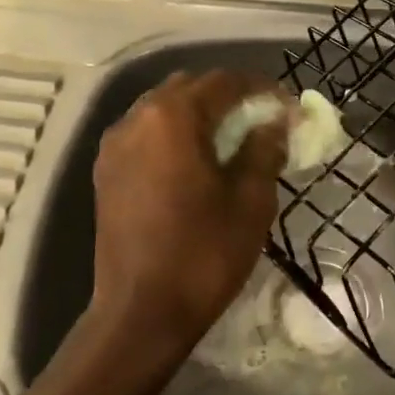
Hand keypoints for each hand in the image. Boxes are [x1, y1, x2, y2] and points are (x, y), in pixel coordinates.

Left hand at [89, 68, 289, 354]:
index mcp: (173, 117)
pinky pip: (145, 133)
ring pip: (163, 108)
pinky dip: (173, 133)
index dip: (262, 89)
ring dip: (199, 113)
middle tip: (262, 121)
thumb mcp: (250, 200)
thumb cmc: (204, 253)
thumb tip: (276, 121)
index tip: (289, 107)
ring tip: (230, 140)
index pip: (225, 82)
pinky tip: (194, 161)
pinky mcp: (106, 170)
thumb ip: (265, 148)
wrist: (140, 312)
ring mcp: (115, 144)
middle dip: (229, 96)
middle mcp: (137, 117)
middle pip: (190, 87)